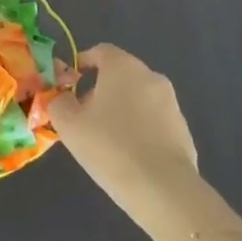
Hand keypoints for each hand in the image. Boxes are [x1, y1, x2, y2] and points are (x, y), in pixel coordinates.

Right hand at [51, 43, 200, 216]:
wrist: (163, 189)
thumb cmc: (109, 146)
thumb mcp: (68, 124)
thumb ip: (58, 101)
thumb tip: (61, 97)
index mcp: (123, 67)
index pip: (101, 51)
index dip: (82, 63)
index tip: (69, 84)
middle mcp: (151, 77)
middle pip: (120, 75)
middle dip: (100, 89)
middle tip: (83, 116)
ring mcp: (172, 104)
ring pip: (138, 98)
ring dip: (121, 110)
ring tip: (106, 140)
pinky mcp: (183, 130)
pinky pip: (154, 122)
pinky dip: (140, 130)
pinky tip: (129, 156)